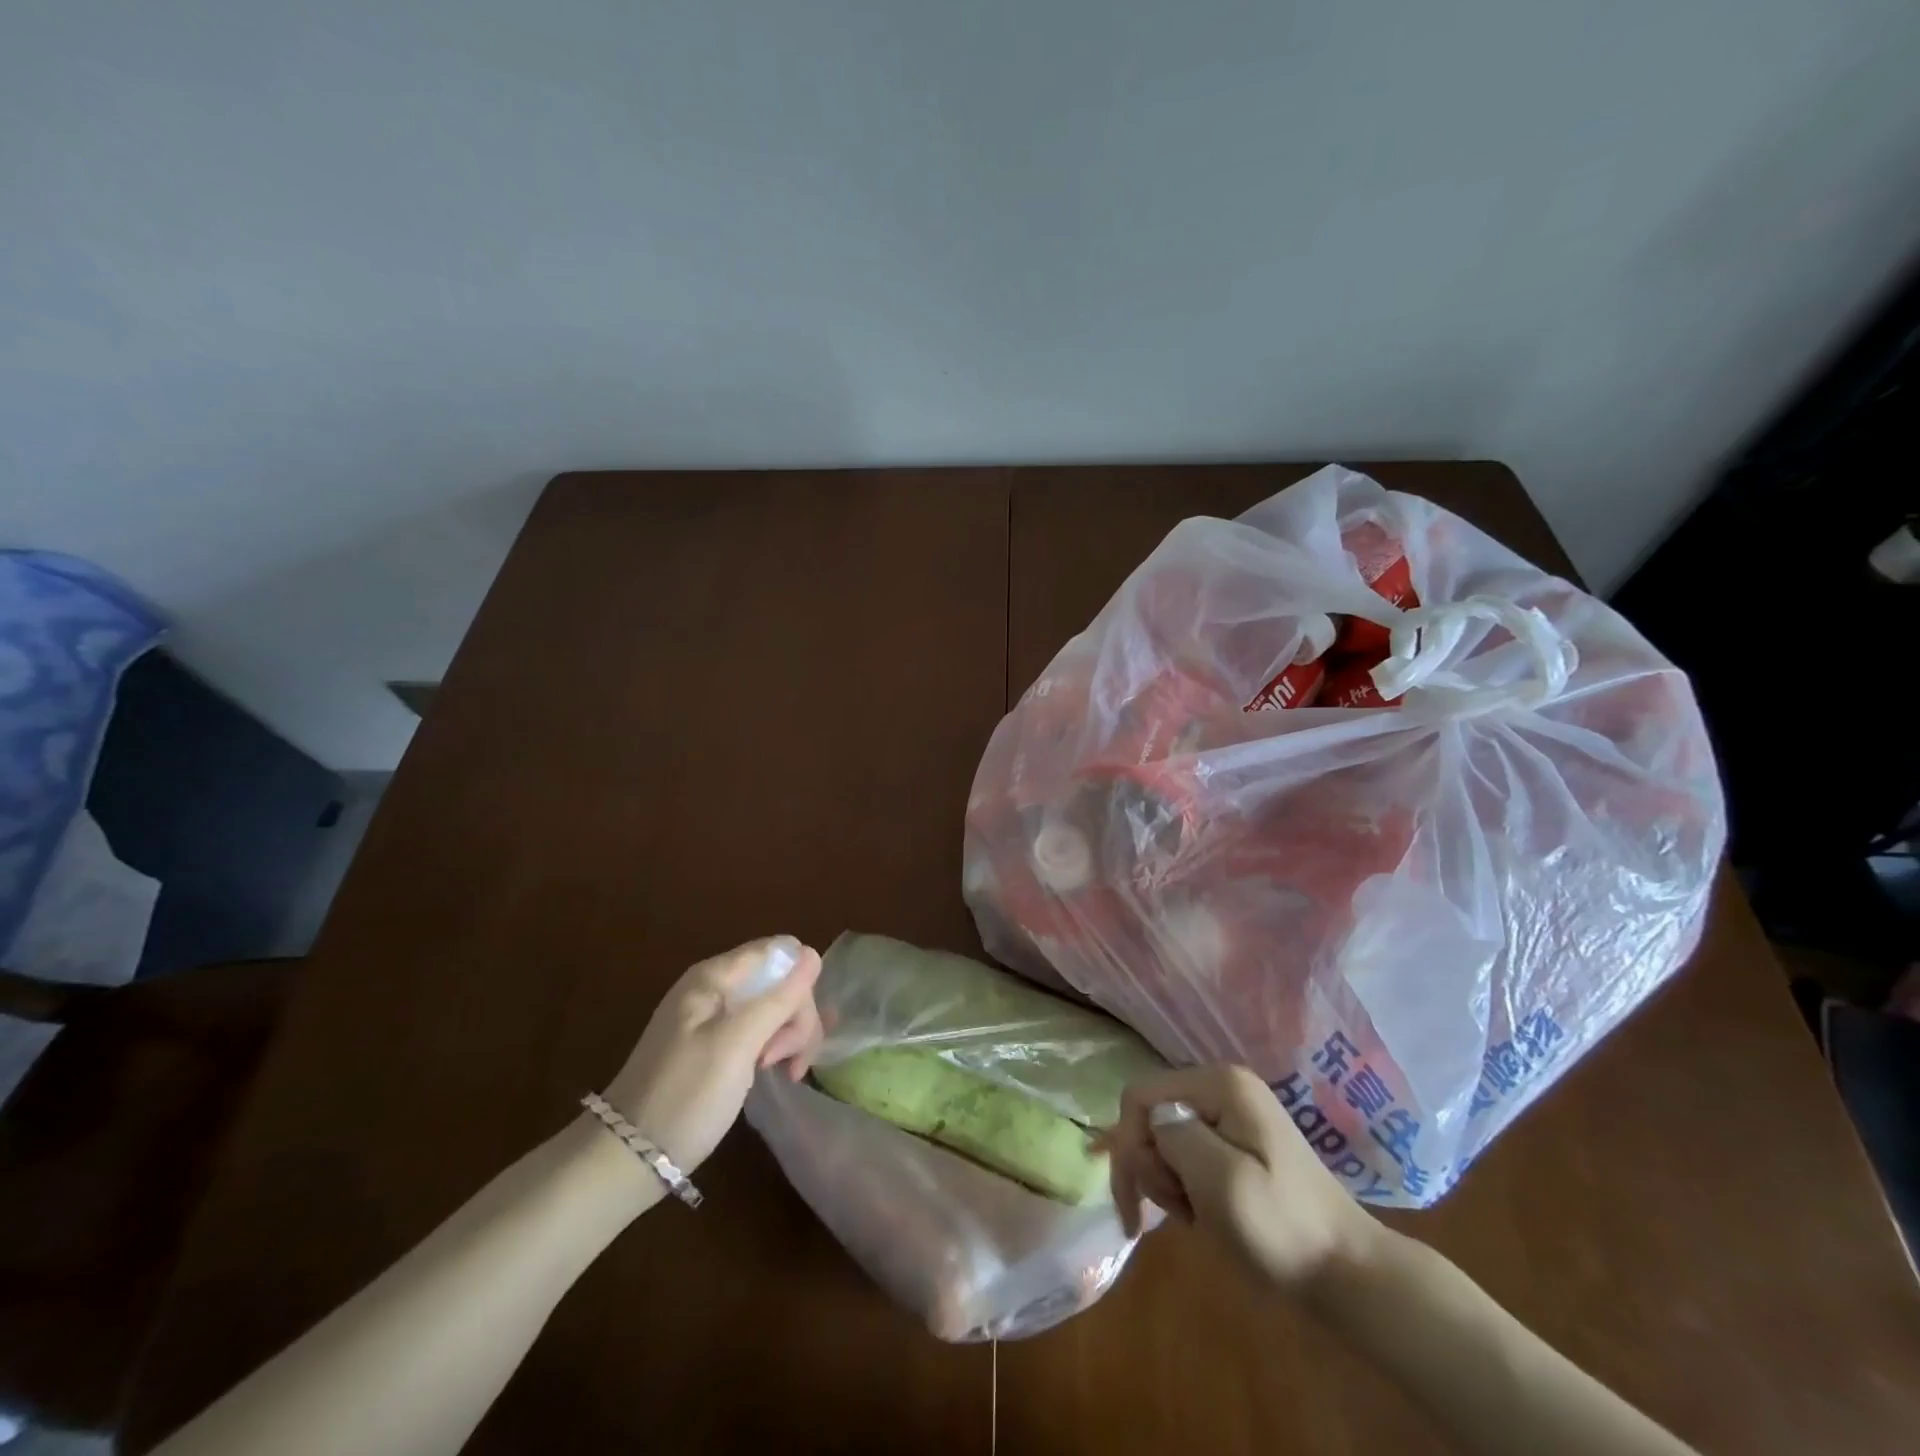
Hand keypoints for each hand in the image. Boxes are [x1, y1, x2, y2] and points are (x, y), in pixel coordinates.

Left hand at [601, 937, 824, 1178]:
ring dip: (788, 1036)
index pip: (781, 952)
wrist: (626, 1158)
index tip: (797, 1027)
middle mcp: (716, 987)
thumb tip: (813, 955)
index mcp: (715, 976)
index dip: (800, 983)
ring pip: (773, 1008)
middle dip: (795, 1017)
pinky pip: (758, 1030)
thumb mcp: (738, 1045)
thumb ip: (778, 999)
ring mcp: (714, 1017)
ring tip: (783, 1072)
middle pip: (779, 981)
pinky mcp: (715, 1044)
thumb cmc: (685, 1096)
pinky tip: (776, 1071)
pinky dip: (773, 1047)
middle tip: (785, 1062)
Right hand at [1103, 1064, 1377, 1293]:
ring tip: (1196, 1218)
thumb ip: (1175, 1137)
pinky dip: (1185, 1186)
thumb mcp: (1219, 1180)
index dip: (1128, 1144)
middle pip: (1152, 1116)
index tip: (1136, 1202)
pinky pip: (1189, 1154)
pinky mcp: (1238, 1143)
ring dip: (1168, 1182)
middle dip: (1152, 1167)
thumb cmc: (1283, 1227)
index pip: (1141, 1096)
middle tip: (1178, 1213)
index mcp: (1219, 1084)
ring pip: (1166, 1138)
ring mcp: (1232, 1115)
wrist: (1350, 1274)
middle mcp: (1222, 1087)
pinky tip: (1203, 1215)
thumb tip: (1153, 1119)